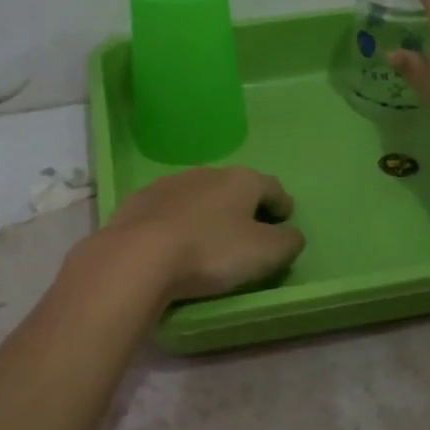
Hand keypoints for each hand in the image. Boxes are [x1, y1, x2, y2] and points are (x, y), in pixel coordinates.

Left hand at [92, 166, 305, 302]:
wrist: (137, 257)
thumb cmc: (210, 252)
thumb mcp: (265, 253)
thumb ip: (287, 241)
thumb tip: (292, 234)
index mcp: (241, 180)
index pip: (272, 187)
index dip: (282, 204)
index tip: (285, 220)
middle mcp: (206, 173)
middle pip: (234, 187)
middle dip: (243, 206)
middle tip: (248, 230)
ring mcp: (168, 184)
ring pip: (198, 195)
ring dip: (207, 211)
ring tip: (208, 237)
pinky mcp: (137, 202)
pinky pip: (167, 210)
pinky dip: (176, 221)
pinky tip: (172, 242)